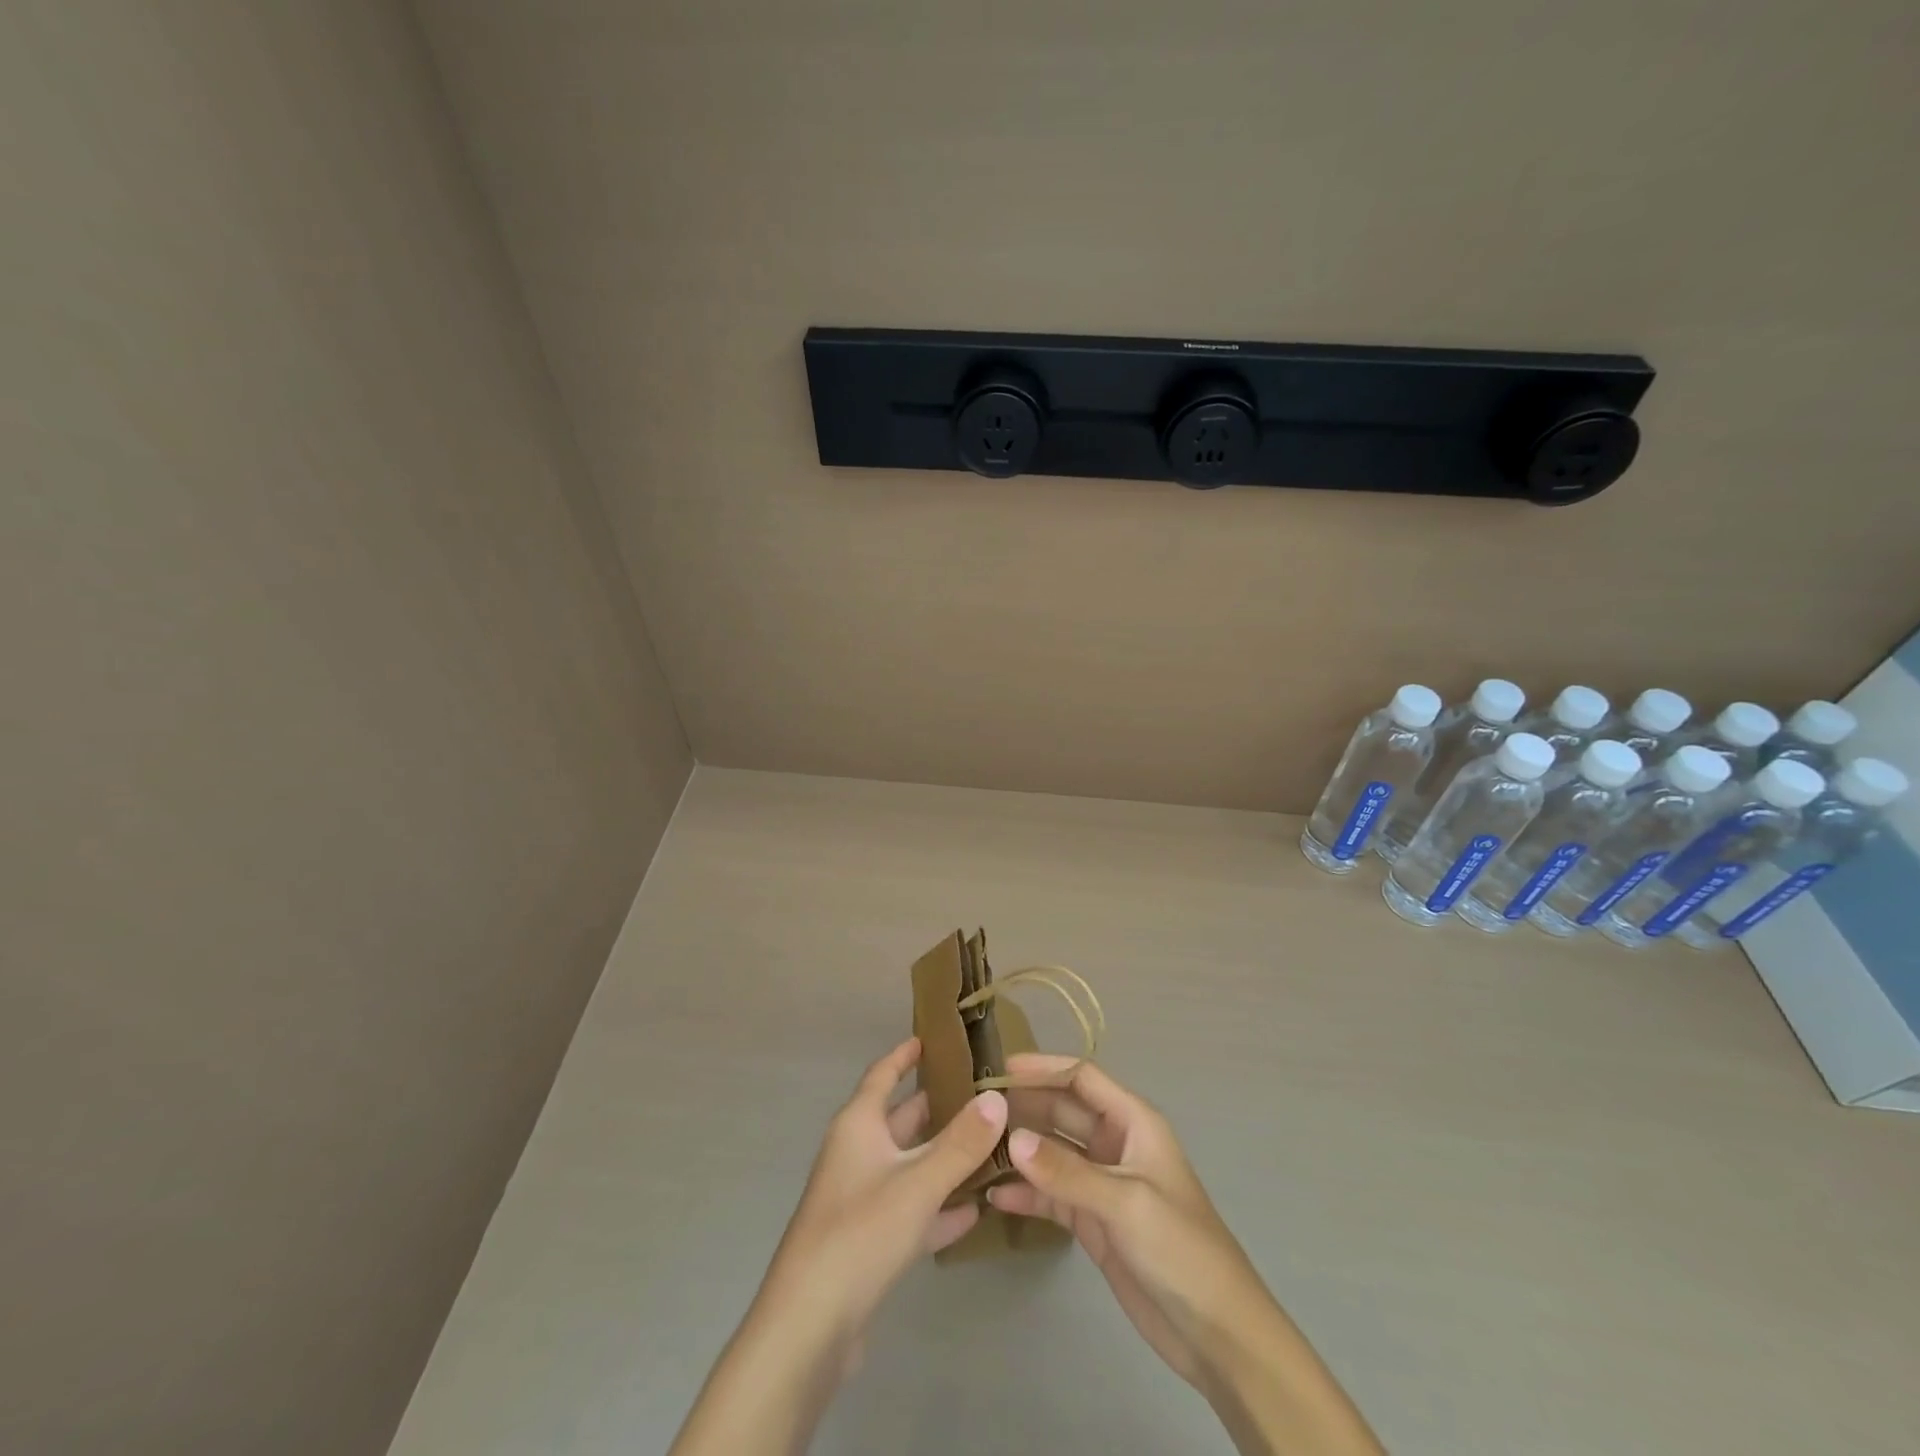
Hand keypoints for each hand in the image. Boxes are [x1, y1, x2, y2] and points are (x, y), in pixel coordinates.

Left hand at [670, 1039, 1008, 1455]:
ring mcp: (862, 1198)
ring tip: (991, 1146)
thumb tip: (998, 1097)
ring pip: (911, 1165)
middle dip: (939, 1106)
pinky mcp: (870, 1241)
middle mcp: (858, 1153)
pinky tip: (975, 1211)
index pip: (882, 1075)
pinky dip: (939, 1206)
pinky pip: (912, 1210)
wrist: (809, 1327)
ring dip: (945, 1158)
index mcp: (858, 1125)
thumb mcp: (917, 1182)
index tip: (933, 1039)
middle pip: (902, 1119)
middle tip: (984, 1094)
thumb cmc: (859, 1233)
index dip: (905, 1055)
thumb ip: (961, 1142)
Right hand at [990, 1052, 1268, 1387]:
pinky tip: (995, 1198)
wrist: (1216, 1333)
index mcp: (1134, 1122)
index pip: (1083, 1078)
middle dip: (1025, 1108)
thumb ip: (1067, 1172)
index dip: (1045, 1069)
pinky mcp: (1092, 1222)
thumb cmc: (1180, 1248)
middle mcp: (1115, 1144)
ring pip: (1053, 1153)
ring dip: (1021, 1151)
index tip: (1001, 1069)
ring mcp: (1102, 1184)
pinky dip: (1027, 1194)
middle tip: (977, 1110)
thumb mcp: (1124, 1202)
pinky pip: (1052, 1195)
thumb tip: (1013, 1140)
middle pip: (1062, 1112)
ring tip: (976, 1150)